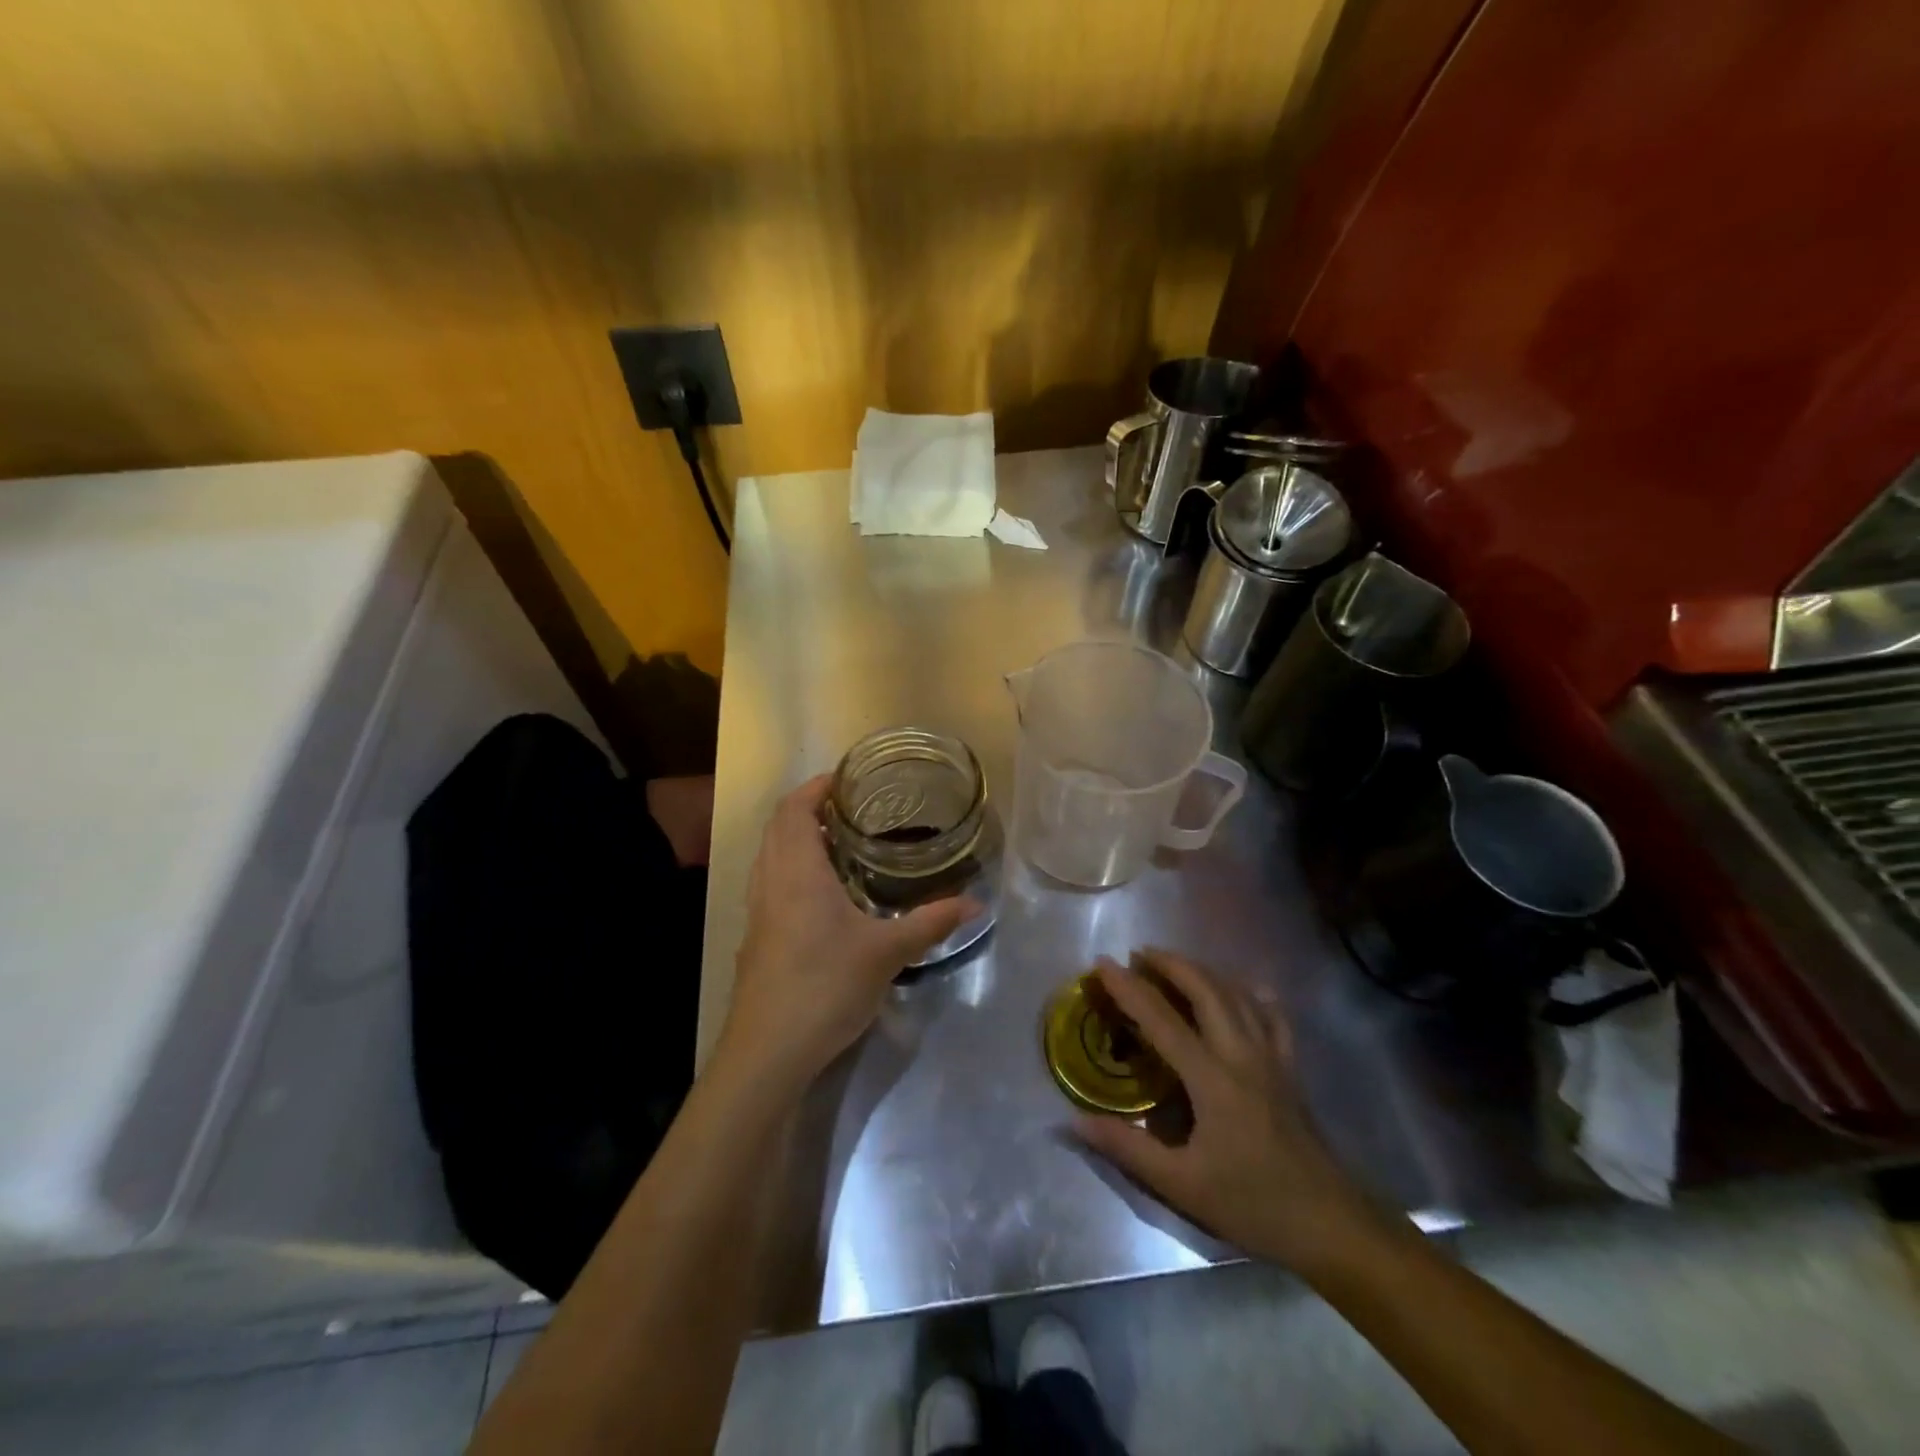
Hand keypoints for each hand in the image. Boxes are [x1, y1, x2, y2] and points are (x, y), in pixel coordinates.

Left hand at [716, 775, 976, 1090]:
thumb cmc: (825, 987)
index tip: (849, 779)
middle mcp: (770, 880)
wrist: (767, 1052)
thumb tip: (977, 904)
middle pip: (778, 825)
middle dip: (810, 807)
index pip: (795, 808)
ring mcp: (757, 910)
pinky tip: (823, 893)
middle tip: (853, 808)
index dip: (817, 786)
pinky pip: (770, 880)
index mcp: (797, 871)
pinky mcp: (756, 936)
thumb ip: (931, 922)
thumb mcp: (888, 952)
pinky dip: (791, 866)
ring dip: (797, 837)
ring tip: (840, 841)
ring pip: (770, 853)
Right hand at [1072, 950, 1384, 1273]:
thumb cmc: (1252, 1205)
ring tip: (1175, 965)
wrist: (1331, 1226)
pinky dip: (1252, 994)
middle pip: (1205, 989)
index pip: (1161, 1018)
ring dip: (1203, 971)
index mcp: (1211, 1078)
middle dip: (1170, 963)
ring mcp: (1271, 1057)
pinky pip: (1272, 1016)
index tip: (1102, 964)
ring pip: (1236, 994)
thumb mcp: (1182, 1185)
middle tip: (1138, 954)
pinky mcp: (1290, 1068)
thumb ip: (1127, 1148)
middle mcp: (1241, 1054)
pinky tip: (1244, 989)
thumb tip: (1074, 1121)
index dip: (1128, 987)